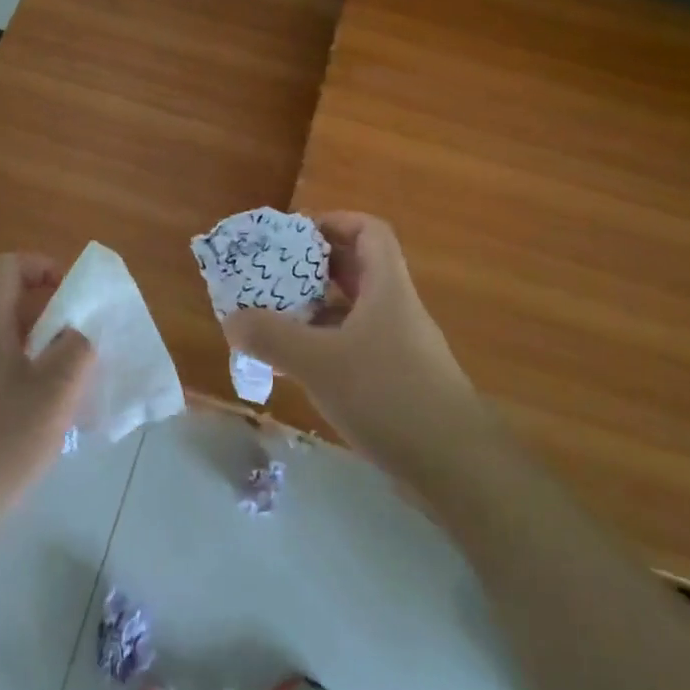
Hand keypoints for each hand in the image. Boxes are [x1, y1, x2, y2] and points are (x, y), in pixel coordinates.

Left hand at [0, 253, 95, 532]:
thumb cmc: (1, 442)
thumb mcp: (54, 392)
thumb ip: (77, 349)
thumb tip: (82, 329)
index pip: (8, 267)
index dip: (43, 266)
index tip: (75, 294)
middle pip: (11, 300)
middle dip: (53, 309)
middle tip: (86, 335)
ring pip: (10, 336)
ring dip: (46, 343)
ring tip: (78, 372)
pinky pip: (4, 367)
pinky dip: (33, 370)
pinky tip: (53, 407)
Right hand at [223, 212, 473, 463]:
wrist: (458, 468)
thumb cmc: (389, 396)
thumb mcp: (320, 362)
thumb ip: (272, 337)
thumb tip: (231, 320)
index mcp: (387, 288)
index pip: (369, 231)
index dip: (334, 221)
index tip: (295, 234)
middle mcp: (396, 309)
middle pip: (357, 269)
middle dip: (313, 267)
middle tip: (272, 275)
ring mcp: (400, 347)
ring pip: (353, 311)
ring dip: (315, 310)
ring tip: (274, 318)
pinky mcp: (398, 381)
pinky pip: (356, 347)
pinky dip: (326, 346)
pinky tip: (298, 366)